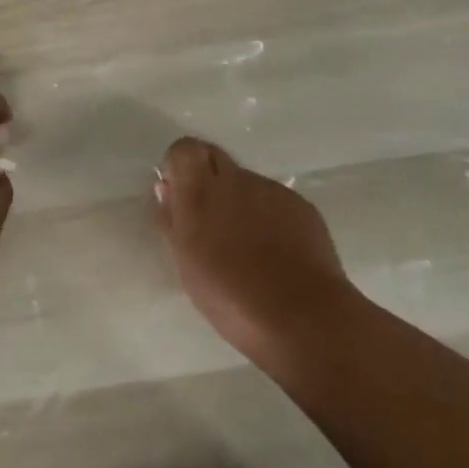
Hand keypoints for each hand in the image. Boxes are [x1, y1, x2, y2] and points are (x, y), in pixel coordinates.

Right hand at [154, 137, 355, 368]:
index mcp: (200, 190)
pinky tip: (277, 254)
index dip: (180, 166)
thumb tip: (166, 189)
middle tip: (210, 220)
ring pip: (247, 183)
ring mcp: (271, 189)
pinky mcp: (302, 205)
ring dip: (240, 202)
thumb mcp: (186, 264)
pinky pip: (275, 201)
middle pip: (214, 157)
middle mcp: (235, 178)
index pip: (184, 149)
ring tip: (248, 248)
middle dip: (208, 178)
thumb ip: (171, 220)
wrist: (303, 318)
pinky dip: (270, 218)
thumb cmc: (231, 297)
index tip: (178, 193)